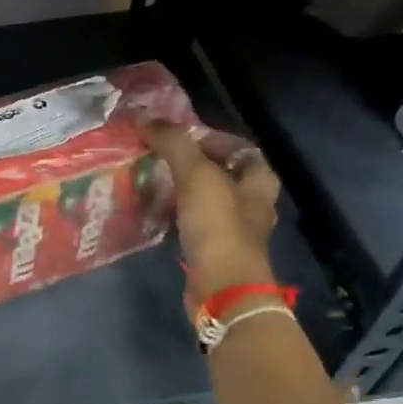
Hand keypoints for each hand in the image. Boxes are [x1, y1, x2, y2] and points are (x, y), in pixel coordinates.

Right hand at [138, 118, 280, 299]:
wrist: (222, 287)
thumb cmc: (218, 227)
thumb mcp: (196, 176)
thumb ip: (173, 143)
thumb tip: (144, 116)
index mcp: (259, 179)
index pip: (237, 146)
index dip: (209, 137)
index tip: (177, 138)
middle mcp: (253, 203)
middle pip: (223, 173)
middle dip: (193, 165)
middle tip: (161, 159)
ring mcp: (236, 231)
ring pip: (209, 200)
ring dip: (185, 192)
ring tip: (155, 183)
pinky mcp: (216, 252)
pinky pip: (197, 225)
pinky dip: (180, 217)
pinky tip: (160, 215)